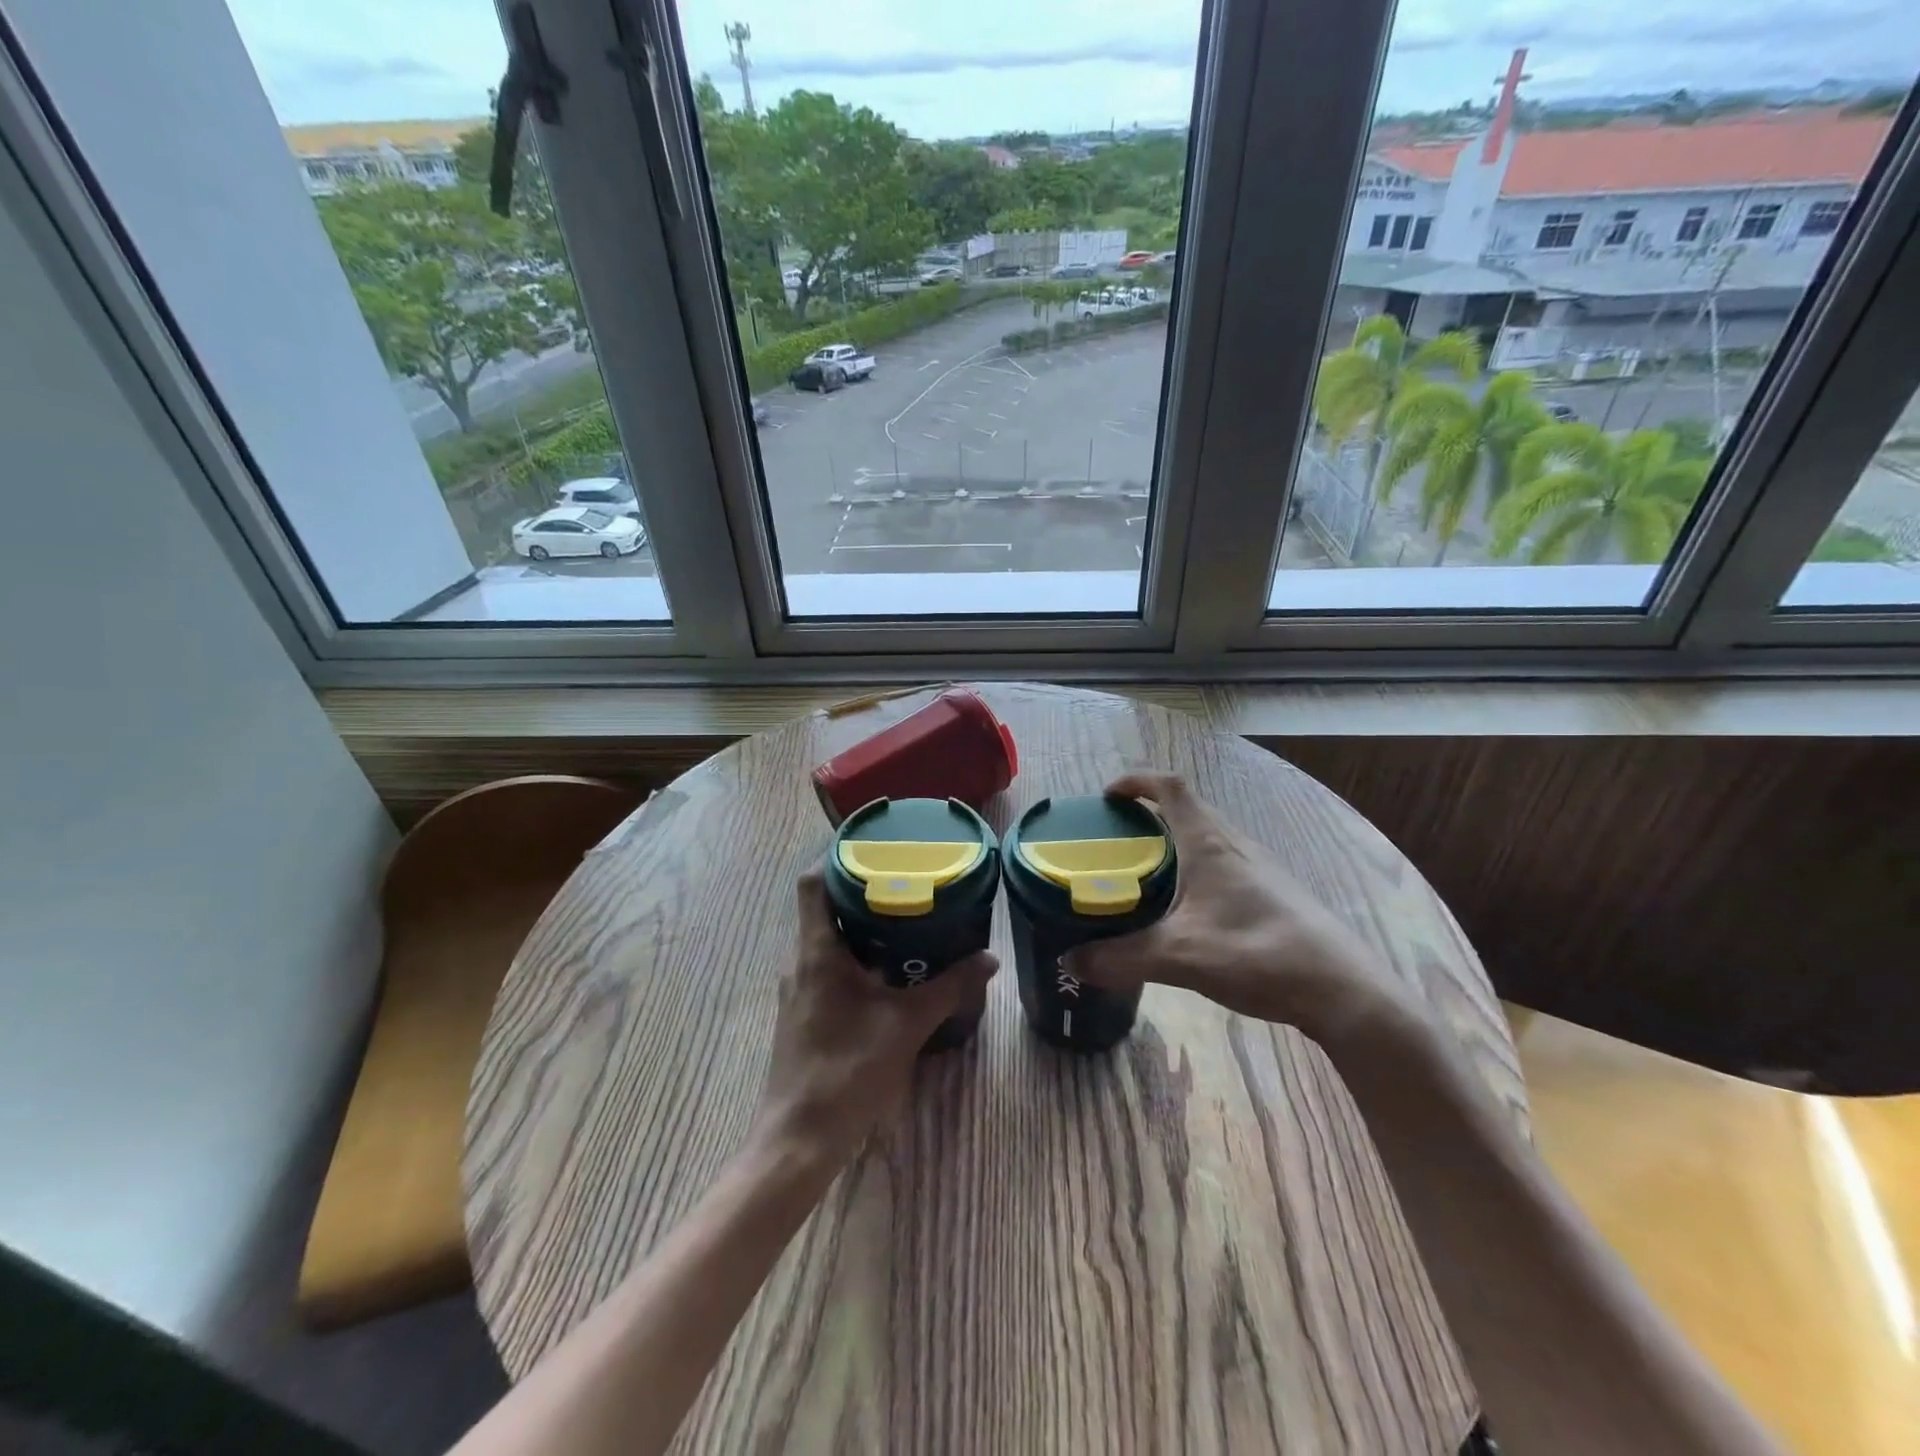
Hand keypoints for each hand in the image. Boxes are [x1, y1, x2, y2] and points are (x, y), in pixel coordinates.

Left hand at [753, 869, 997, 1171]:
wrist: (800, 1138)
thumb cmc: (847, 1071)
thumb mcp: (906, 1025)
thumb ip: (949, 988)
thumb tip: (989, 959)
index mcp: (816, 951)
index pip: (811, 882)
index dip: (834, 854)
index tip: (871, 842)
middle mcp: (800, 960)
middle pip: (823, 905)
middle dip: (860, 886)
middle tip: (904, 875)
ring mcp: (798, 987)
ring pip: (827, 937)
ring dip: (860, 922)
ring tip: (905, 913)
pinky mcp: (804, 1010)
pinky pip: (828, 964)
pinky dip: (856, 953)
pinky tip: (890, 966)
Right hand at [1065, 772, 1402, 1042]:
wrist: (1341, 990)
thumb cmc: (1257, 954)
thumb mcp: (1179, 957)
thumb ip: (1120, 958)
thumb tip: (1071, 961)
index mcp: (1210, 843)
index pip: (1170, 787)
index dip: (1136, 781)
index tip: (1106, 797)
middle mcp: (1235, 844)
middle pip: (1187, 810)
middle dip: (1147, 816)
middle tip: (1115, 843)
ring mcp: (1259, 867)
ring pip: (1206, 838)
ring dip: (1172, 844)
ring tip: (1143, 875)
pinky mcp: (1272, 893)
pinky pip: (1222, 864)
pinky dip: (1193, 870)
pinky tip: (1186, 911)